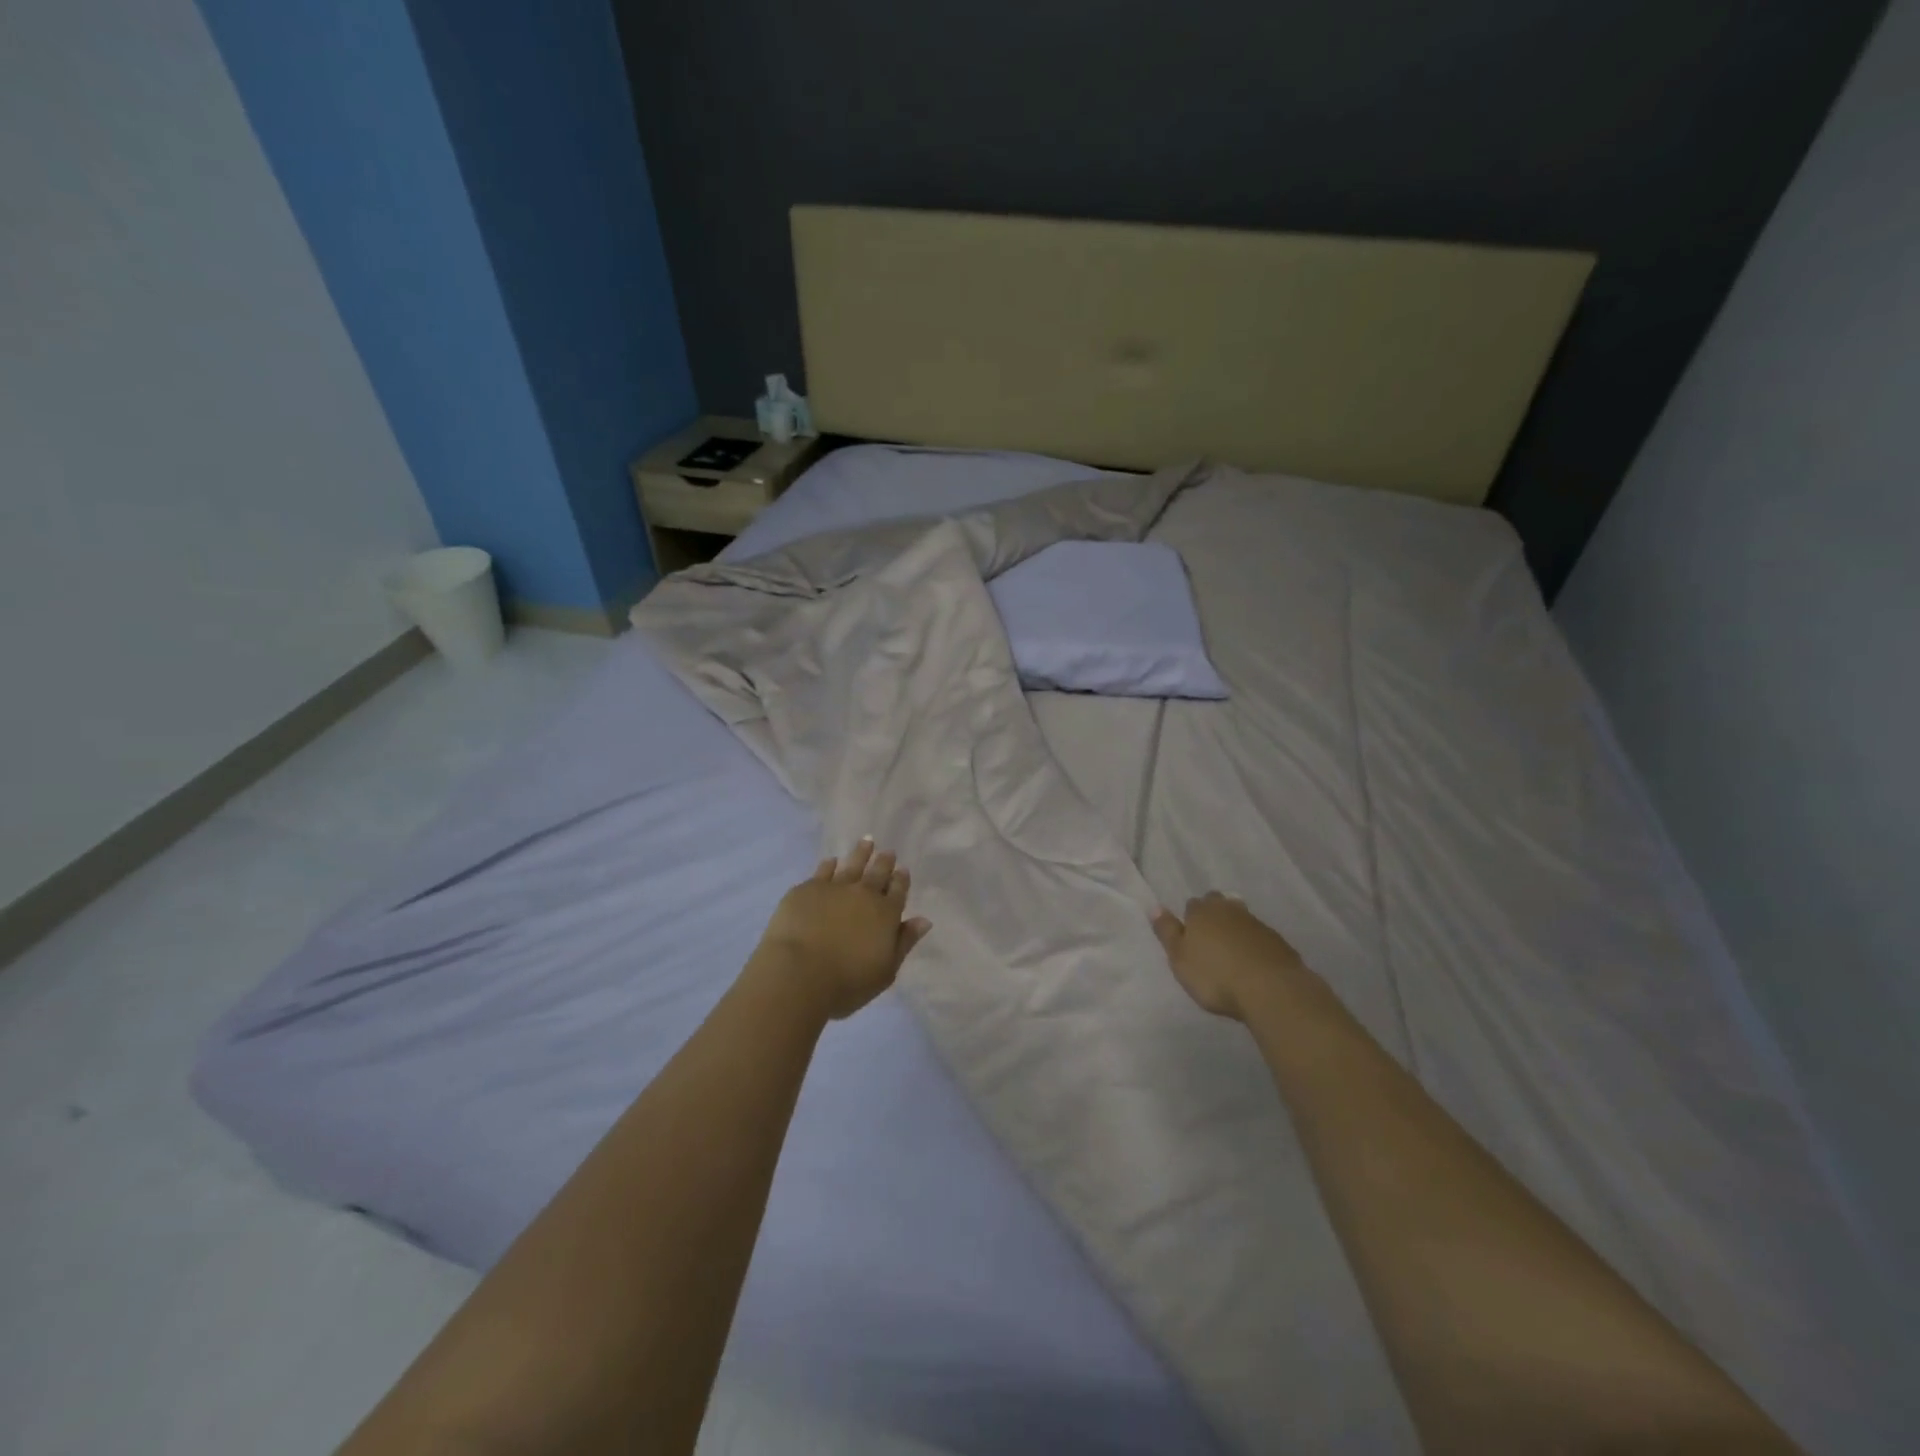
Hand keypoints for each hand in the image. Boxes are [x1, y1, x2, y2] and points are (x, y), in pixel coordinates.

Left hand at [757, 838, 931, 1019]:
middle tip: (887, 852)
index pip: (898, 891)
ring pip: (852, 864)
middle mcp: (863, 894)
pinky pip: (822, 871)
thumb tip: (923, 920)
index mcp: (886, 914)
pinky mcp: (807, 889)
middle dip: (884, 862)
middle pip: (877, 872)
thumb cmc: (846, 982)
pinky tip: (831, 861)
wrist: (798, 973)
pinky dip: (829, 865)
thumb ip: (904, 942)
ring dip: (860, 853)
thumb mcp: (885, 971)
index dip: (901, 880)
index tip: (902, 870)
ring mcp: (834, 888)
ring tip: (866, 842)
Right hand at [1152, 892, 1306, 1020]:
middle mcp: (1229, 910)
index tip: (1190, 935)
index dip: (1190, 918)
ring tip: (1231, 950)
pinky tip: (1252, 961)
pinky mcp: (1277, 941)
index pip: (1192, 904)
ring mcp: (1256, 924)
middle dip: (1213, 914)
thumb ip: (1167, 932)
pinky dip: (1254, 944)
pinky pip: (1259, 936)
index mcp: (1201, 912)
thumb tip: (1155, 906)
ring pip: (1240, 917)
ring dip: (1235, 928)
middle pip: (1218, 903)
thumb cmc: (1215, 976)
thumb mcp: (1180, 958)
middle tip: (1210, 937)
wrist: (1271, 989)